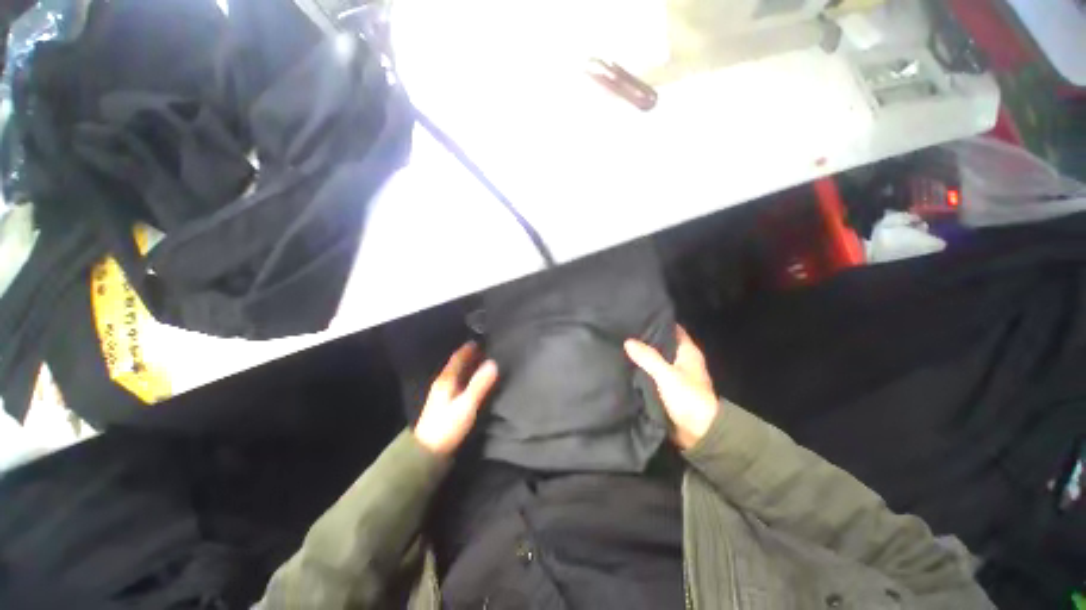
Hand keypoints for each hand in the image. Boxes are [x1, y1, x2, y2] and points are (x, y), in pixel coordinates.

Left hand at [414, 343, 498, 455]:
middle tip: (486, 348)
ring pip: (458, 374)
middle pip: (457, 365)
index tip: (479, 339)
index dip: (468, 348)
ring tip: (483, 361)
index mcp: (446, 380)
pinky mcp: (446, 404)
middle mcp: (443, 383)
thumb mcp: (466, 404)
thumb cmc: (448, 425)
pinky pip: (459, 383)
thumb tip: (493, 363)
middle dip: (470, 356)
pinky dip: (468, 377)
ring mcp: (443, 394)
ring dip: (469, 366)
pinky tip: (475, 381)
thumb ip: (480, 384)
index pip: (457, 358)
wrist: (428, 451)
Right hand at [625, 326, 718, 450]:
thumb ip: (648, 357)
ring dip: (644, 355)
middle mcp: (682, 360)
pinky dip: (644, 369)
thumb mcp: (666, 374)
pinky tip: (628, 365)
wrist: (698, 432)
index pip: (673, 330)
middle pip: (663, 344)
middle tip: (625, 330)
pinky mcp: (668, 388)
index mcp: (688, 352)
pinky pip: (653, 373)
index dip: (659, 322)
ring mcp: (675, 374)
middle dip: (647, 338)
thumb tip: (628, 341)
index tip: (639, 317)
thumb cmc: (687, 398)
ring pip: (657, 359)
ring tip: (622, 344)